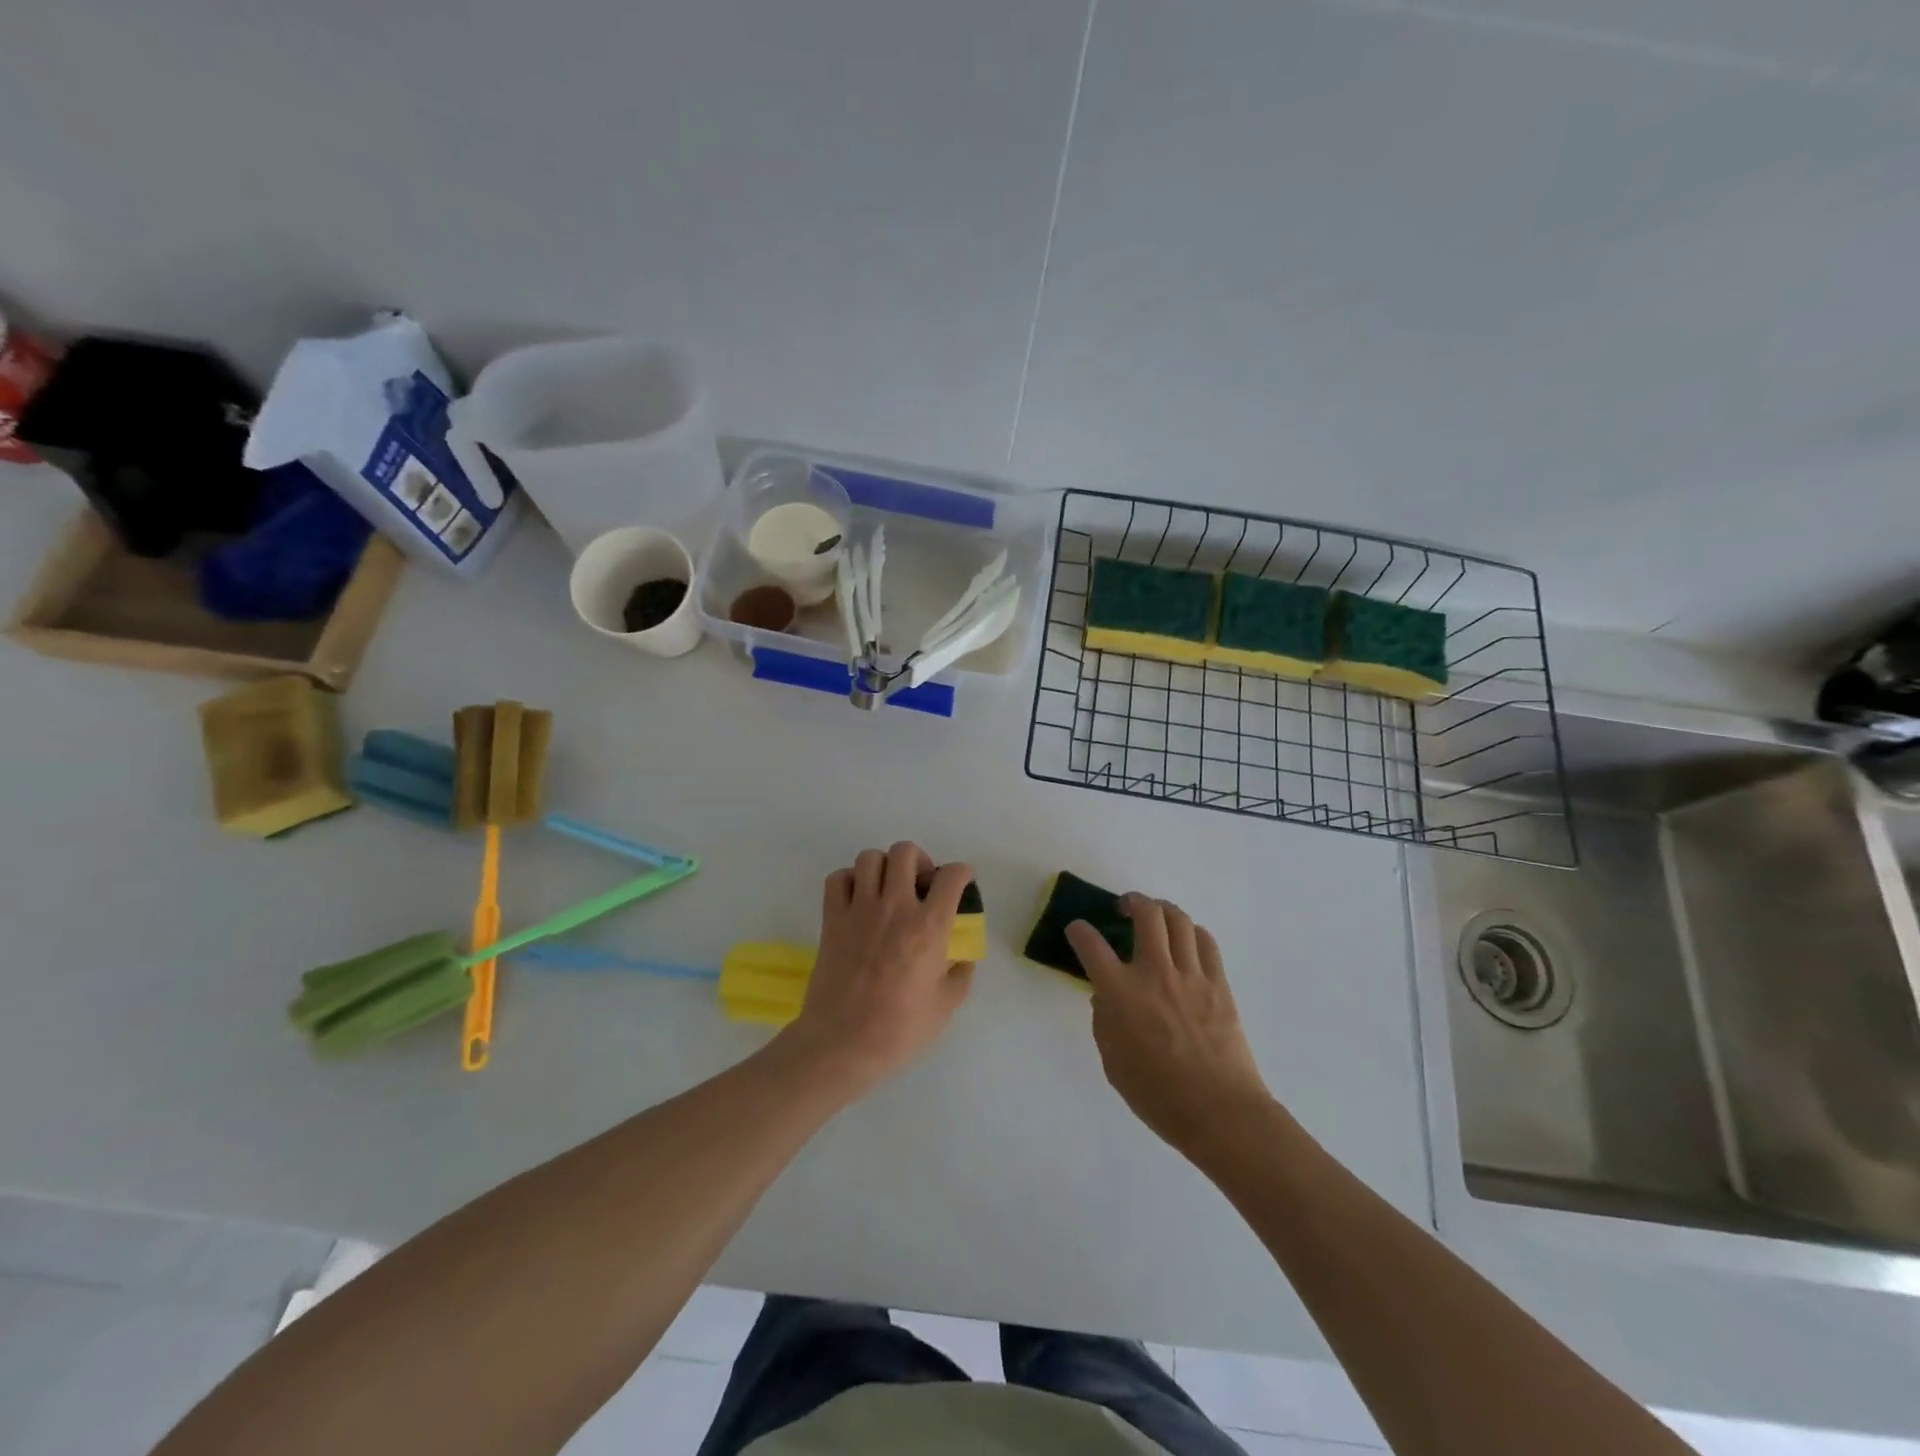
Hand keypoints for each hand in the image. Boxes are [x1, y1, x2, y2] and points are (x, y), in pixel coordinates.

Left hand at [782, 841, 975, 1094]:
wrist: (842, 1044)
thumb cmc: (899, 1030)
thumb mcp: (945, 1006)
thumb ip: (960, 975)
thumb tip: (961, 958)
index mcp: (929, 926)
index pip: (951, 876)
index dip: (961, 873)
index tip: (960, 883)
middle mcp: (896, 907)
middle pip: (906, 852)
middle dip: (919, 861)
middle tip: (920, 885)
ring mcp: (860, 910)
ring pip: (870, 858)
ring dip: (883, 867)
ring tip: (887, 888)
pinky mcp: (832, 919)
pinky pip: (837, 879)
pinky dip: (849, 880)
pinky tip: (857, 899)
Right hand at [1067, 895, 1271, 1154]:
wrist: (1219, 1111)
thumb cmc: (1157, 1095)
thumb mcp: (1113, 1062)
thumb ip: (1104, 1021)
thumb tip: (1106, 997)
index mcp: (1120, 992)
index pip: (1091, 944)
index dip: (1079, 931)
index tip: (1077, 930)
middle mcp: (1154, 972)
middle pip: (1146, 914)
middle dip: (1132, 901)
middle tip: (1125, 908)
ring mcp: (1190, 975)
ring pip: (1179, 920)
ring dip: (1163, 909)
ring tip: (1156, 915)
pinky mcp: (1219, 984)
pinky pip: (1206, 942)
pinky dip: (1193, 932)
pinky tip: (1187, 939)